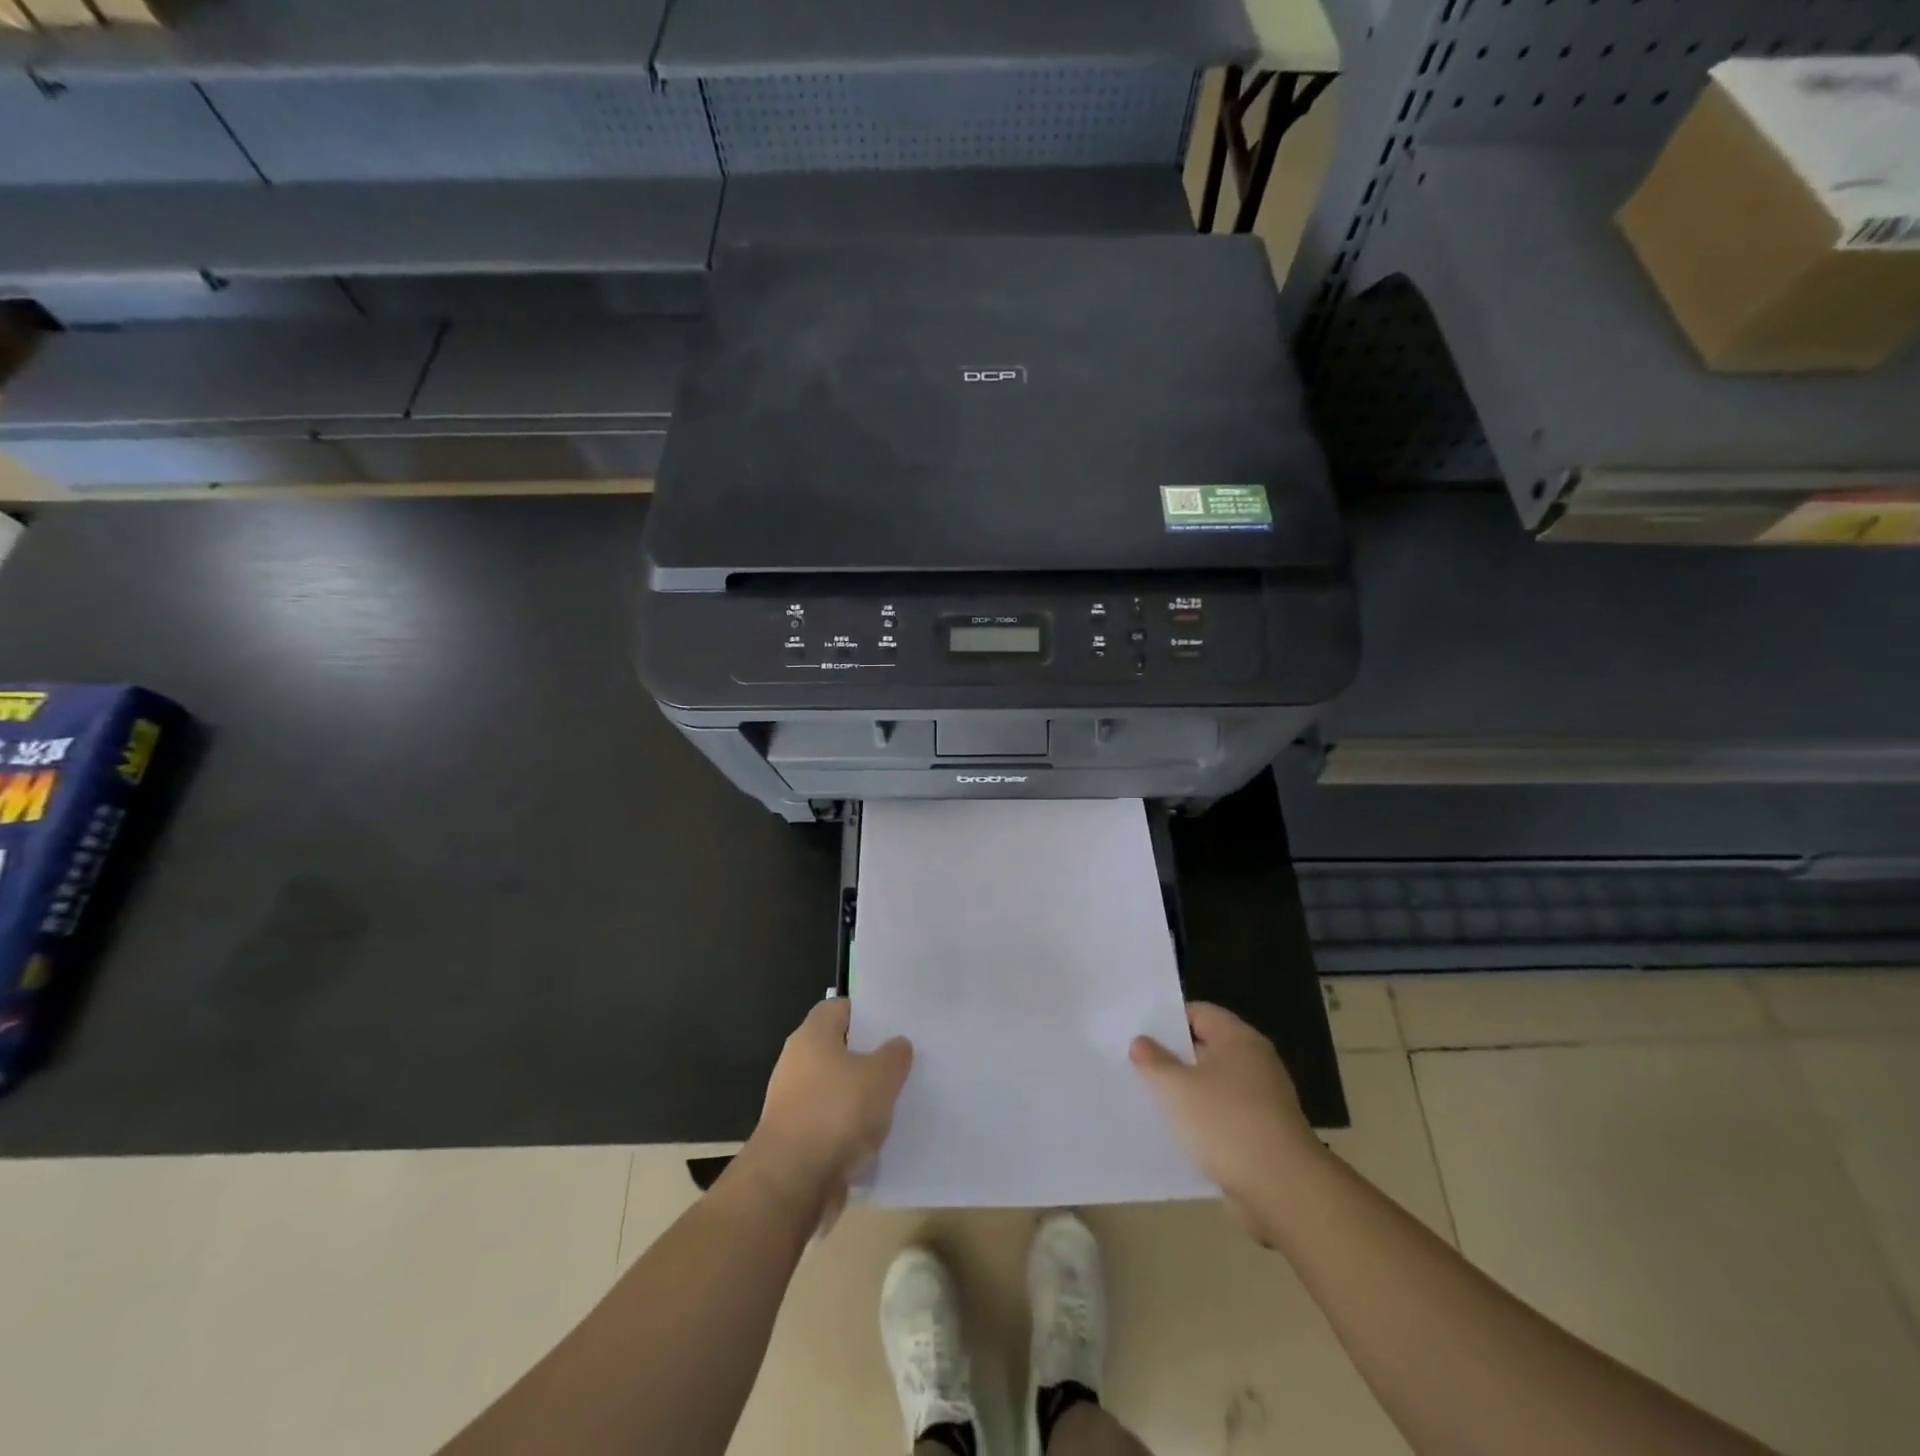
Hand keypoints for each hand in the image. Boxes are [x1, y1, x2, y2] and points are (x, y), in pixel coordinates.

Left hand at [745, 999, 912, 1221]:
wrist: (791, 1183)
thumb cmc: (836, 1113)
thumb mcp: (881, 1076)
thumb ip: (894, 1055)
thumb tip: (897, 1044)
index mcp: (812, 1035)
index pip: (840, 1008)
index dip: (867, 1013)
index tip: (894, 1025)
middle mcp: (796, 1062)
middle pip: (837, 1049)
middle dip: (867, 1057)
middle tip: (901, 1063)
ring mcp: (792, 1102)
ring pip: (834, 1089)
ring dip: (859, 1097)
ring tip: (894, 1102)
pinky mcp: (794, 1139)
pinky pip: (829, 1123)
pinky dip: (848, 1129)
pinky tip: (874, 1138)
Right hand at [1130, 1002, 1320, 1242]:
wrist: (1283, 1189)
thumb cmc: (1226, 1123)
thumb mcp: (1177, 1087)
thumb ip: (1155, 1061)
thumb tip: (1141, 1042)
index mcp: (1238, 1038)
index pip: (1197, 1012)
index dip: (1166, 1020)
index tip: (1138, 1033)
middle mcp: (1254, 1061)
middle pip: (1205, 1047)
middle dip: (1172, 1057)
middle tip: (1136, 1065)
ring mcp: (1262, 1099)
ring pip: (1214, 1084)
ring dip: (1186, 1092)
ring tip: (1150, 1099)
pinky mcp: (1263, 1132)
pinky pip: (1225, 1115)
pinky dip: (1203, 1120)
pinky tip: (1178, 1132)